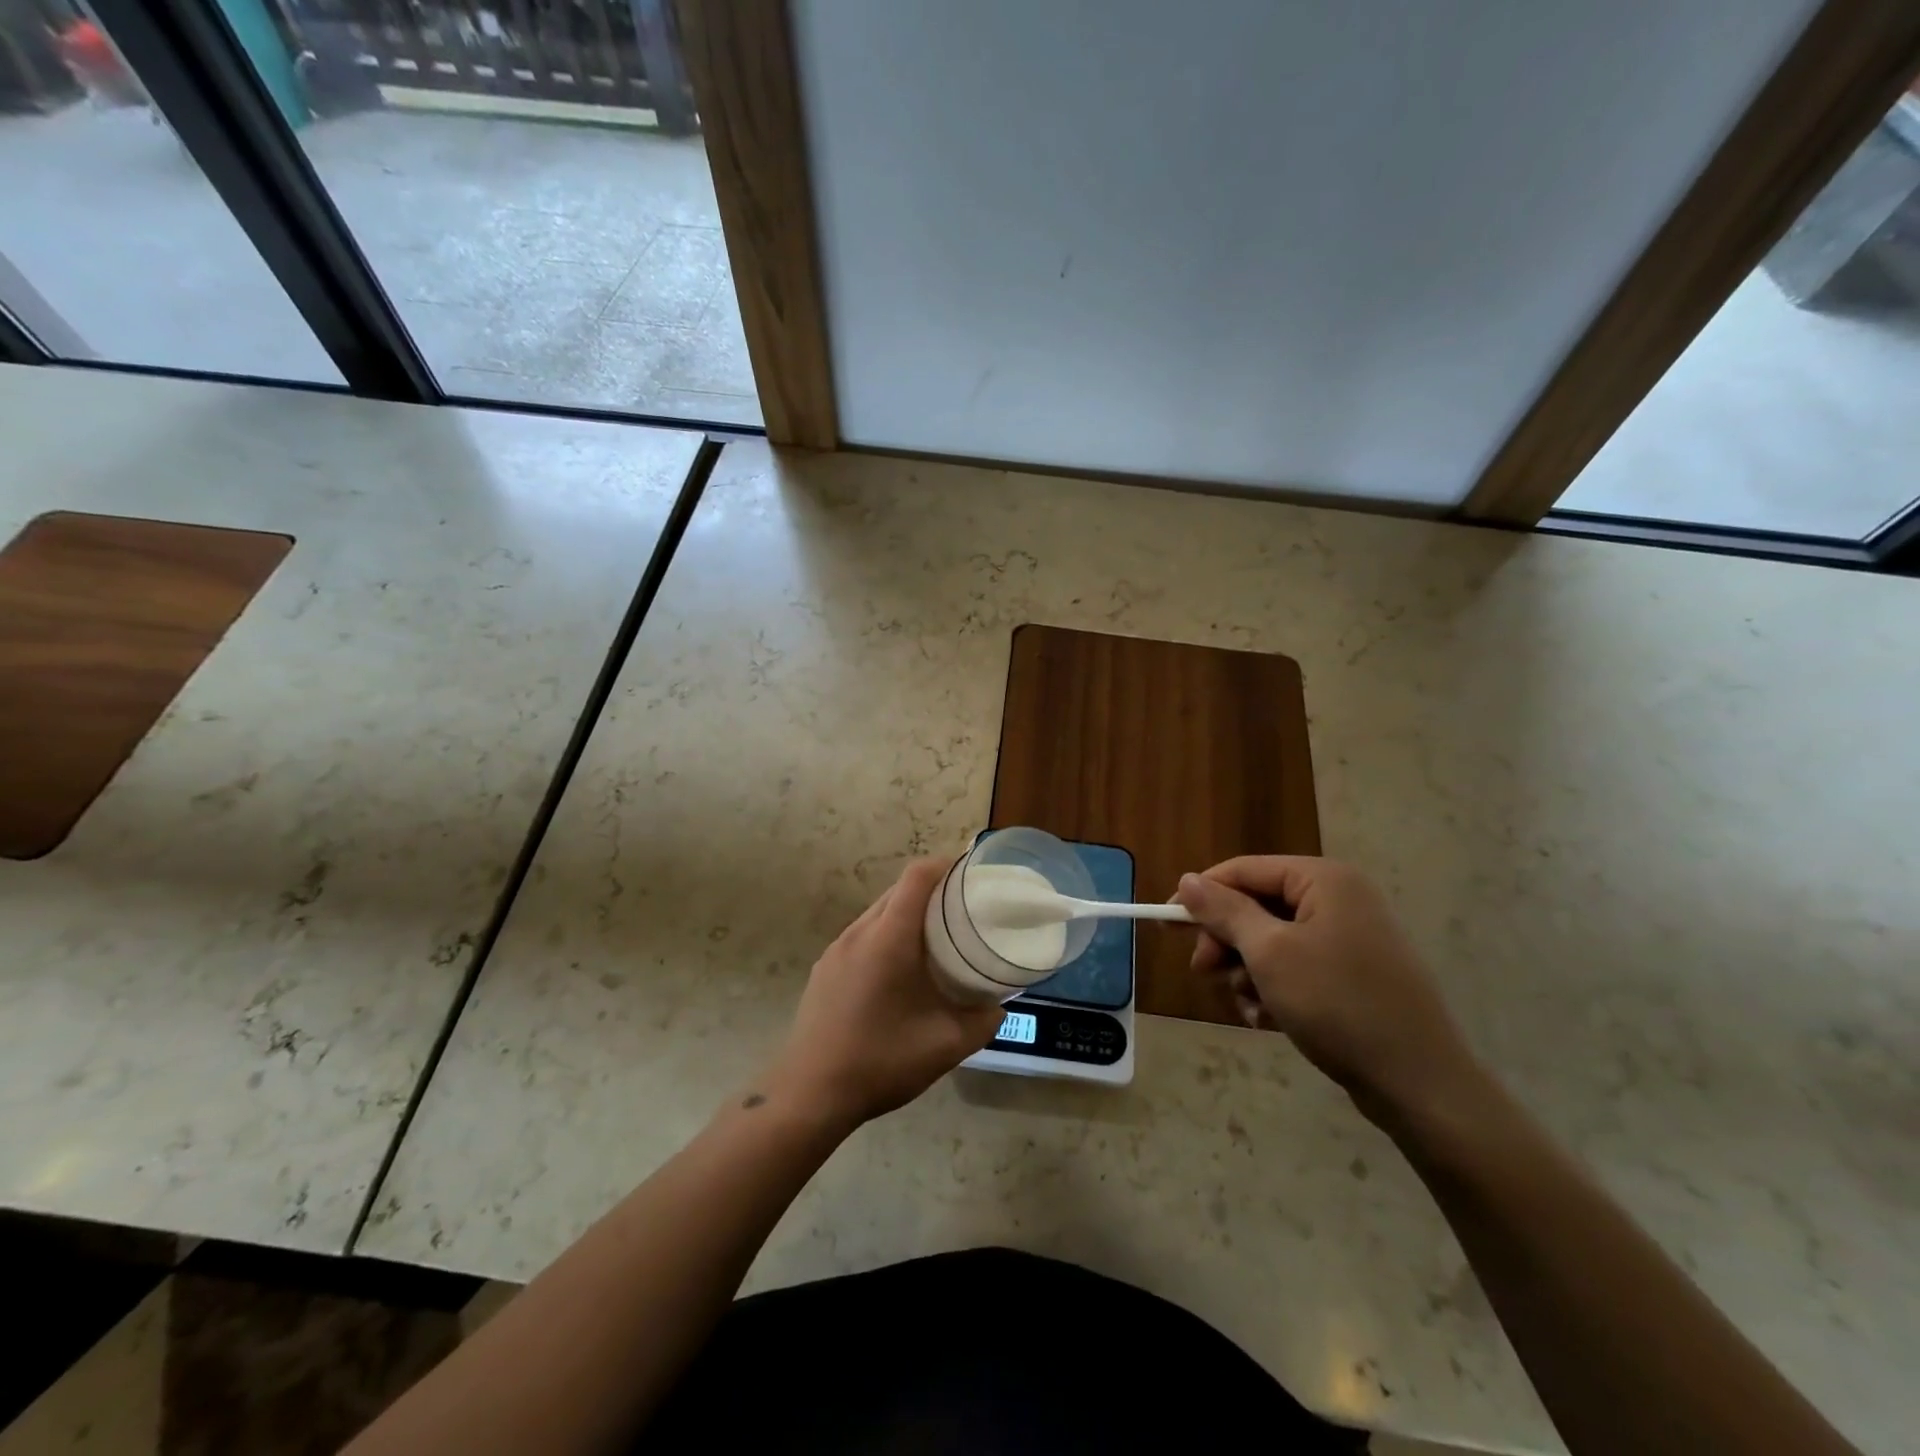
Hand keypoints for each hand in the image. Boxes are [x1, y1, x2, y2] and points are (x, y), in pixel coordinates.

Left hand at [765, 858, 1003, 1129]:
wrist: (809, 1094)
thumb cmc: (880, 1061)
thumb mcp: (945, 1045)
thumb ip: (981, 1021)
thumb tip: (998, 1005)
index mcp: (888, 938)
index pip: (916, 877)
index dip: (945, 865)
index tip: (971, 873)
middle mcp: (859, 933)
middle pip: (897, 891)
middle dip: (931, 890)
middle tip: (964, 909)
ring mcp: (836, 950)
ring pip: (878, 913)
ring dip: (907, 914)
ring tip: (936, 938)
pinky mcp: (824, 969)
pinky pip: (862, 935)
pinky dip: (886, 934)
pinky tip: (899, 970)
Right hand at [1174, 857, 1483, 1125]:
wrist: (1420, 1084)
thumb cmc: (1338, 1004)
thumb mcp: (1269, 954)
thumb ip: (1224, 912)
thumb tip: (1186, 880)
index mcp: (1323, 880)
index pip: (1244, 870)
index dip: (1201, 894)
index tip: (1166, 923)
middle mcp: (1339, 898)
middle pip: (1256, 906)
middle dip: (1227, 941)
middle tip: (1204, 972)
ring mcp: (1349, 937)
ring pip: (1271, 941)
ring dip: (1248, 971)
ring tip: (1251, 1005)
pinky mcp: (1353, 974)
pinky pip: (1296, 967)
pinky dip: (1274, 989)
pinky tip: (1270, 1020)